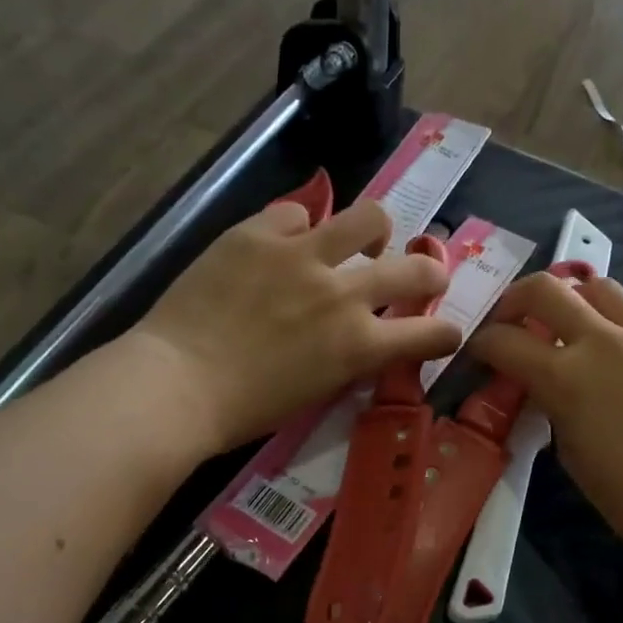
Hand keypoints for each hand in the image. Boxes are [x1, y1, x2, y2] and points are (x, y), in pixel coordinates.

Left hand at [130, 197, 463, 454]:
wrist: (176, 383)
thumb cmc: (245, 409)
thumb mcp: (315, 392)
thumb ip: (349, 360)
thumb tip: (363, 339)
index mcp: (358, 345)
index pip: (429, 334)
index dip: (446, 334)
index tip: (446, 333)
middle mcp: (343, 294)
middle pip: (416, 269)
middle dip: (431, 274)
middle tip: (425, 276)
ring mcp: (302, 256)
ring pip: (369, 218)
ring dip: (378, 231)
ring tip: (366, 239)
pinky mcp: (258, 234)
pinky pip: (297, 212)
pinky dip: (302, 227)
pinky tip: (289, 241)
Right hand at [468, 274, 622, 567]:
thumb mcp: (573, 455)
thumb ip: (554, 410)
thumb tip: (551, 391)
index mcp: (567, 376)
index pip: (505, 340)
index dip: (482, 344)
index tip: (479, 353)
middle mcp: (604, 341)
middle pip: (547, 288)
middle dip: (517, 299)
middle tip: (513, 321)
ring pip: (600, 288)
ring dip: (574, 302)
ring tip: (572, 330)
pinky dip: (619, 333)